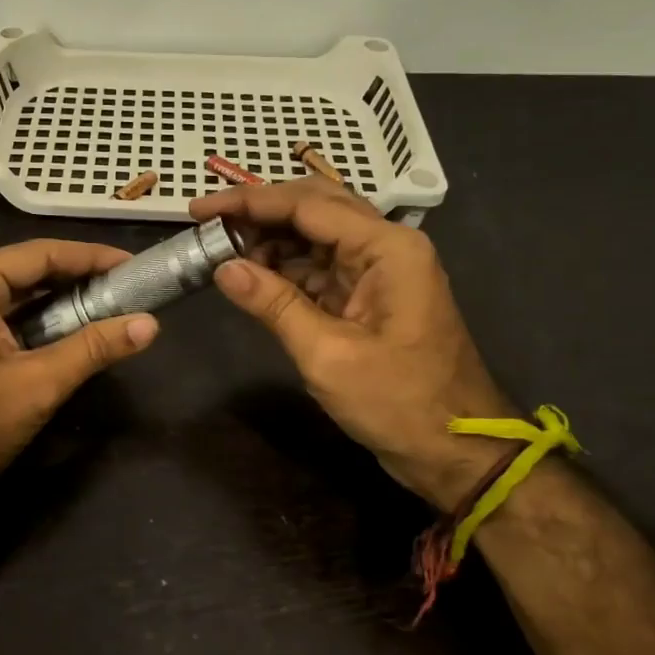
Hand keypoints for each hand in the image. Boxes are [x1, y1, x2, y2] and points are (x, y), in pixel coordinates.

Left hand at [0, 239, 159, 526]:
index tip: (133, 265)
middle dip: (79, 279)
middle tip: (129, 287)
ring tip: (112, 305)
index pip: (39, 255)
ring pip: (17, 295)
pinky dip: (39, 321)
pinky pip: (5, 317)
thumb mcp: (39, 385)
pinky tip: (74, 330)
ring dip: (61, 301)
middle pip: (27, 270)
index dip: (91, 257)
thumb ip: (94, 348)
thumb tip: (150, 325)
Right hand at [190, 179, 514, 506]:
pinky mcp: (369, 296)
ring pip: (315, 234)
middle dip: (259, 211)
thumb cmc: (398, 403)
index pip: (307, 205)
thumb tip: (223, 268)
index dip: (249, 202)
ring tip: (221, 251)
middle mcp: (385, 246)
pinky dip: (284, 267)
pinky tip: (252, 275)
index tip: (200, 208)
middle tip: (207, 223)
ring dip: (269, 239)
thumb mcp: (327, 355)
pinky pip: (320, 266)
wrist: (454, 452)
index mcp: (386, 248)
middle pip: (314, 207)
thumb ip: (274, 304)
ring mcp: (379, 270)